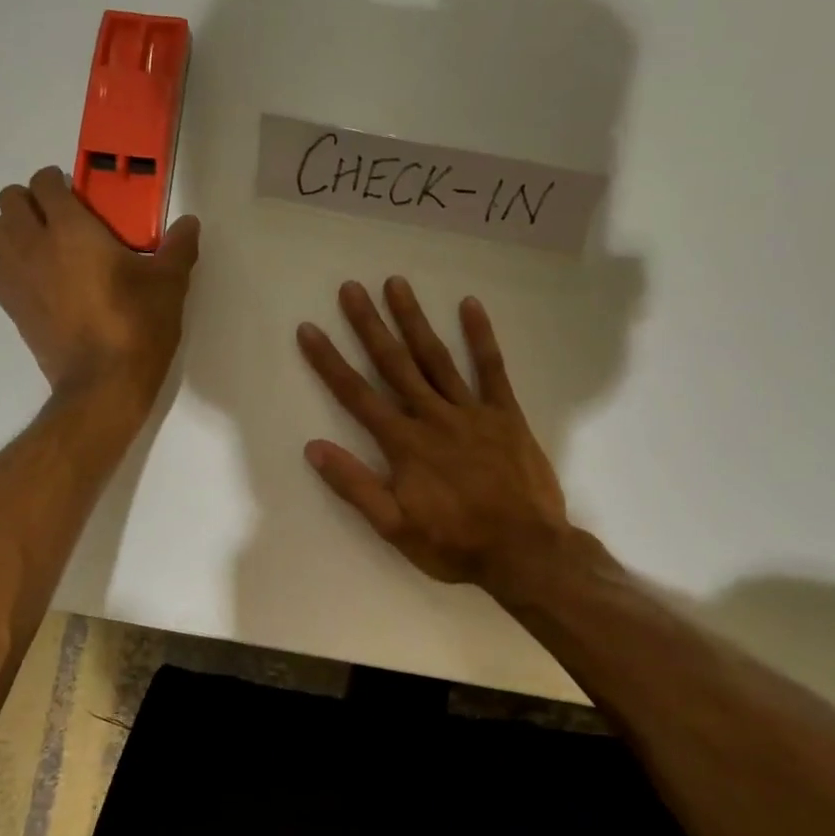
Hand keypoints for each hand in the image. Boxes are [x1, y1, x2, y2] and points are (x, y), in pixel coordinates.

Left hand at [0, 166, 199, 414]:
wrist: (104, 383)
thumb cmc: (137, 327)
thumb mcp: (168, 285)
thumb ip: (178, 248)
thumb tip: (190, 223)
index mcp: (71, 228)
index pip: (44, 182)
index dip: (57, 182)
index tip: (76, 195)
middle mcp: (34, 244)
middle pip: (9, 201)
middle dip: (29, 201)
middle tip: (57, 219)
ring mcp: (16, 276)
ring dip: (11, 230)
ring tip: (40, 246)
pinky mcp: (11, 307)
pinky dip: (7, 268)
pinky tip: (34, 281)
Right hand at [297, 278, 570, 597]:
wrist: (525, 551)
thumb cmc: (455, 544)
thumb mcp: (394, 527)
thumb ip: (355, 486)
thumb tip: (314, 448)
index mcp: (404, 444)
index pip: (357, 395)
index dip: (330, 362)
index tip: (310, 329)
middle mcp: (433, 417)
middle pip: (395, 365)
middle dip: (370, 326)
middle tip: (351, 288)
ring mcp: (472, 412)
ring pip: (437, 358)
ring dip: (414, 320)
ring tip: (396, 284)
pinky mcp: (506, 415)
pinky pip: (492, 369)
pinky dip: (481, 337)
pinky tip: (470, 305)